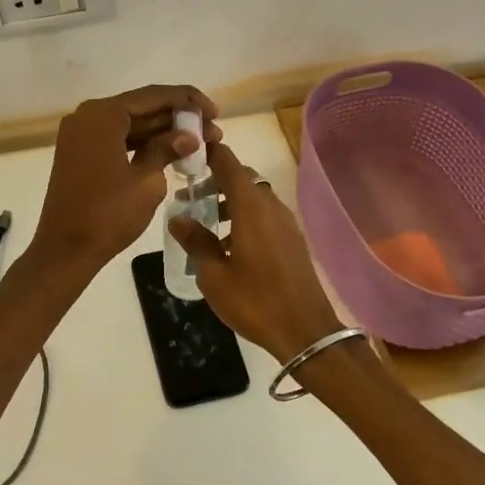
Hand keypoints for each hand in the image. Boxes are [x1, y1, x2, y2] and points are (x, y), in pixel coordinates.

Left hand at [29, 84, 219, 272]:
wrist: (65, 249)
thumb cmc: (108, 214)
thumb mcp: (147, 181)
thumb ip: (168, 149)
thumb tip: (189, 136)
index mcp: (103, 114)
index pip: (154, 95)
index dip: (188, 101)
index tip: (215, 113)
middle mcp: (88, 115)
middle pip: (141, 108)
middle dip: (178, 118)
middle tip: (212, 132)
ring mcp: (81, 134)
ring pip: (130, 124)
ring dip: (162, 132)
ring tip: (198, 143)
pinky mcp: (79, 153)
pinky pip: (116, 139)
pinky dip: (142, 144)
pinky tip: (170, 152)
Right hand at [168, 141, 345, 362]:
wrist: (306, 331)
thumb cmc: (255, 300)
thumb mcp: (214, 275)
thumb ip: (196, 242)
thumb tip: (178, 218)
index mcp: (251, 206)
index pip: (228, 162)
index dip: (208, 152)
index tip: (187, 155)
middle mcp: (270, 206)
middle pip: (241, 178)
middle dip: (215, 181)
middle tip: (189, 197)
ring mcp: (285, 222)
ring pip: (254, 197)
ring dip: (229, 201)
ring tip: (206, 223)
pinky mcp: (293, 239)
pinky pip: (264, 215)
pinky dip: (244, 217)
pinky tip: (229, 244)